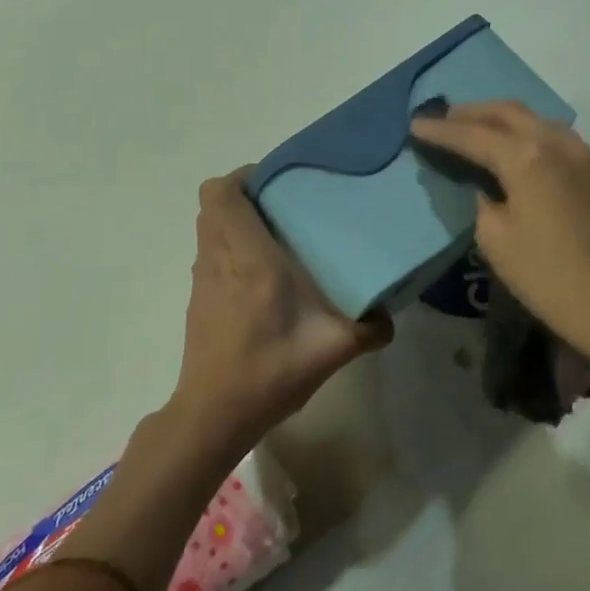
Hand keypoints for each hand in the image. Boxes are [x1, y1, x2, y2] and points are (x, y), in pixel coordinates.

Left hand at [173, 171, 392, 458]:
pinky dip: (230, 248)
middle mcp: (219, 259)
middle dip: (245, 194)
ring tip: (277, 234)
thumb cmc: (269, 372)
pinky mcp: (199, 299)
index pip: (222, 193)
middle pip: (213, 203)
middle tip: (284, 205)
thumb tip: (390, 315)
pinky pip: (211, 253)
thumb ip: (368, 329)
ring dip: (236, 220)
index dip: (244, 175)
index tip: (279, 182)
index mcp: (249, 258)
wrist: (214, 415)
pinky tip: (263, 276)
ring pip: (209, 227)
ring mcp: (203, 279)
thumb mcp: (331, 350)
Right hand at [409, 102, 589, 370]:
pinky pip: (552, 134)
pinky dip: (525, 131)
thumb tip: (486, 186)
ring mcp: (582, 153)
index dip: (440, 130)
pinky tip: (514, 146)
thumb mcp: (496, 241)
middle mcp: (556, 142)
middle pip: (507, 112)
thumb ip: (482, 201)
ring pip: (534, 118)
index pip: (473, 135)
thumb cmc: (550, 278)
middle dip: (471, 113)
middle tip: (442, 119)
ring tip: (474, 127)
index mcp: (527, 157)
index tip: (415, 125)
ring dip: (500, 118)